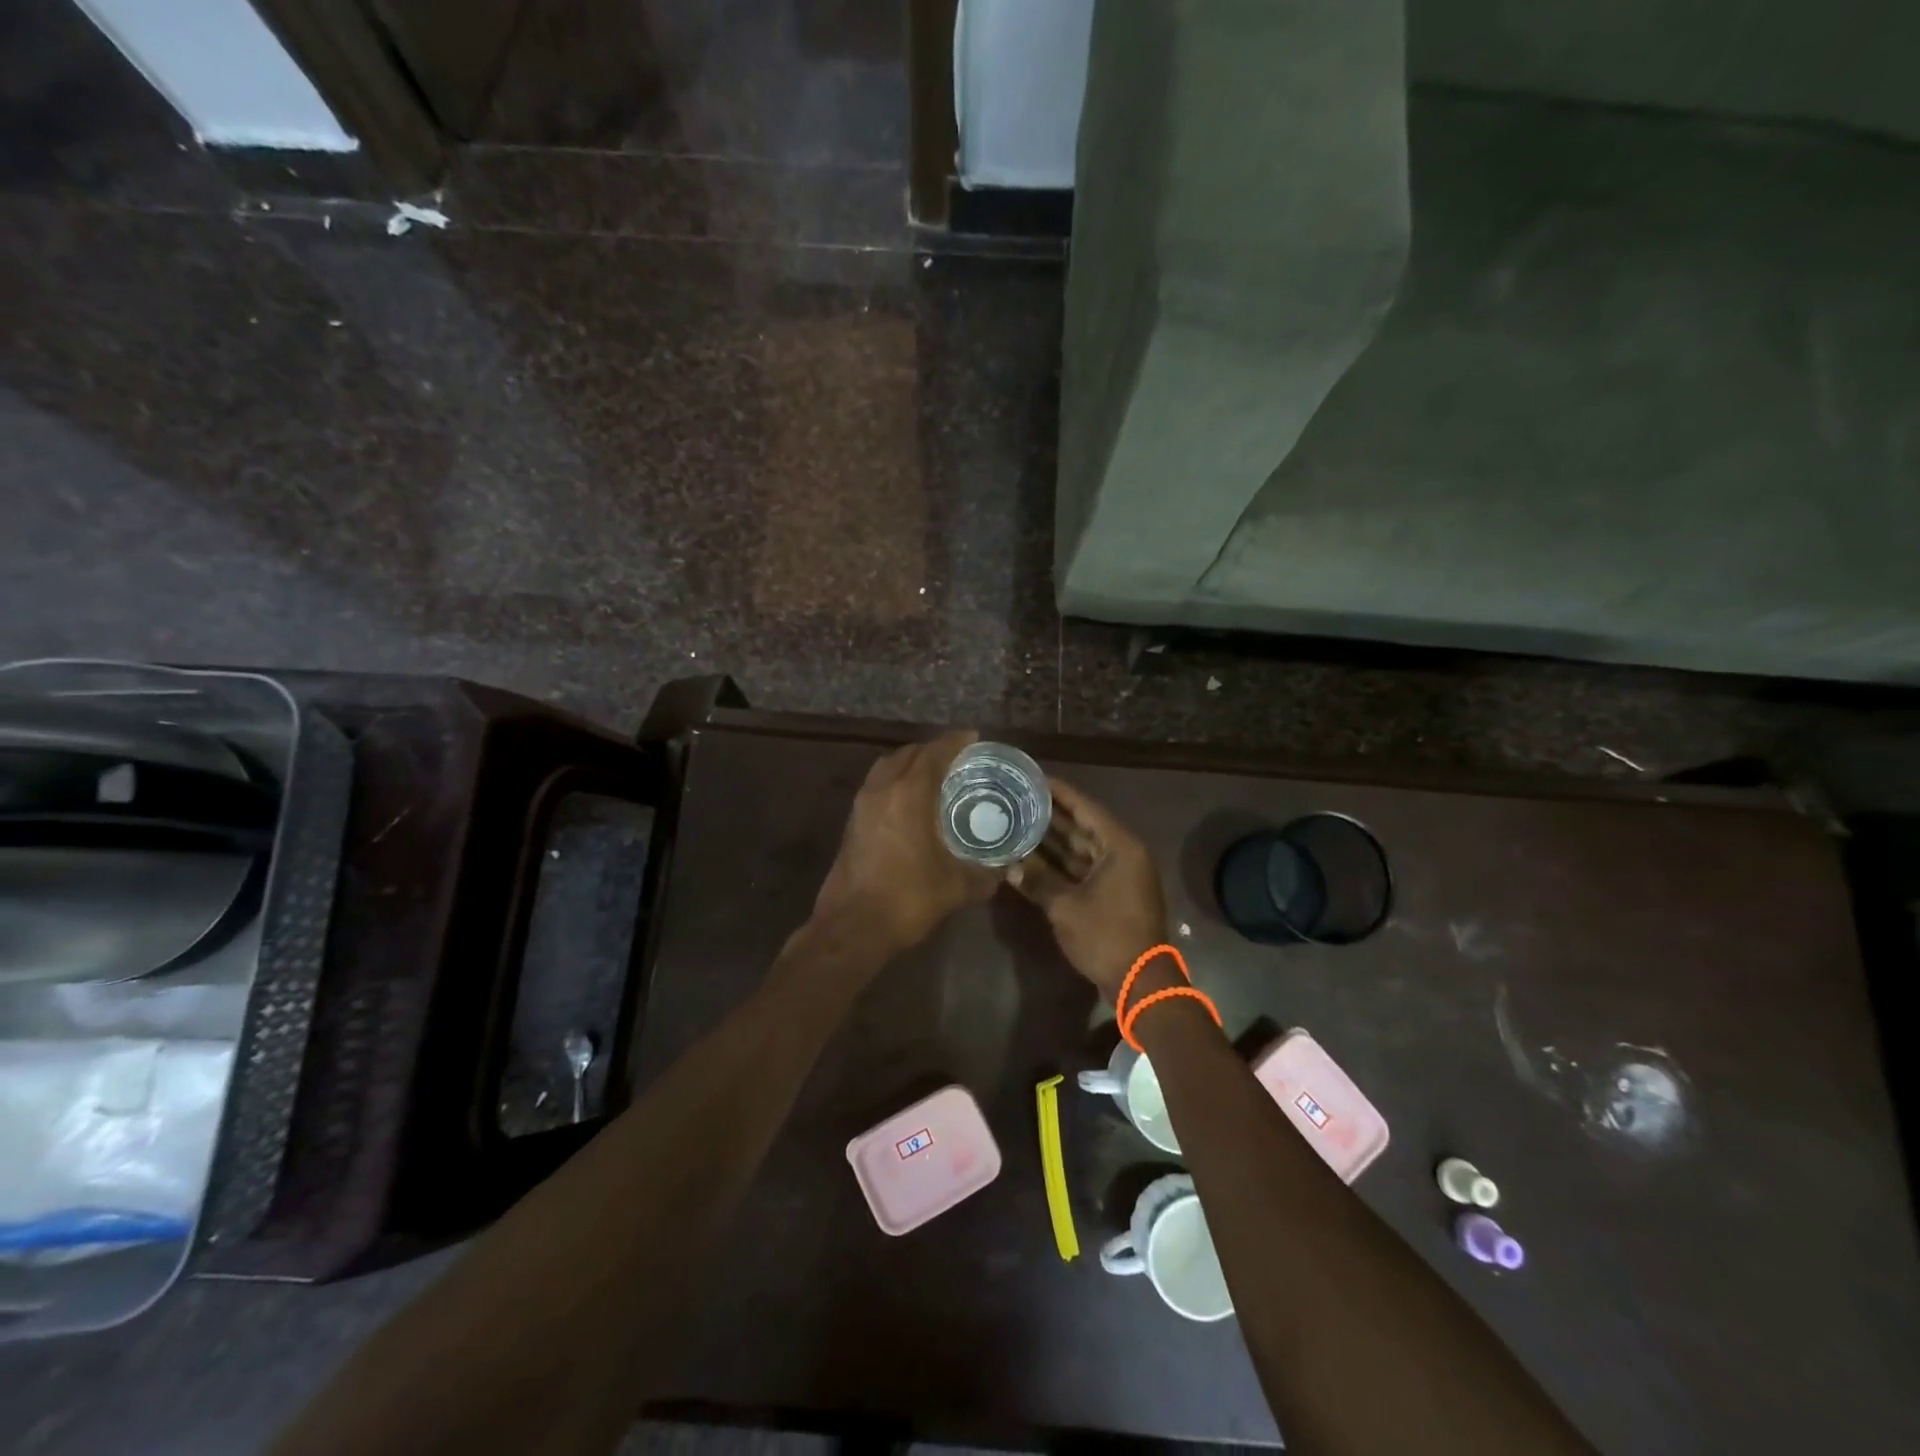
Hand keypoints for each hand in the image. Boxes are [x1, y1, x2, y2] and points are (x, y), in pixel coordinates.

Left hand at [812, 730, 999, 957]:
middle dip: (932, 750)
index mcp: (908, 795)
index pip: (933, 754)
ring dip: (910, 764)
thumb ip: (986, 873)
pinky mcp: (852, 823)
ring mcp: (862, 806)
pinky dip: (896, 782)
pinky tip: (912, 802)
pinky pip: (877, 786)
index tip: (973, 737)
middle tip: (958, 758)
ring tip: (935, 775)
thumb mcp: (957, 887)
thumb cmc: (908, 899)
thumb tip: (1006, 869)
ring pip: (887, 768)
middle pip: (907, 754)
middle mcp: (882, 790)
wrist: (852, 927)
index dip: (954, 742)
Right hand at [1007, 776, 1167, 998]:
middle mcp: (1121, 854)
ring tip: (1018, 823)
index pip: (1085, 807)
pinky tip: (1030, 858)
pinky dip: (1059, 865)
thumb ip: (1037, 880)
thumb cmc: (1107, 936)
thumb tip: (1008, 865)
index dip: (1058, 792)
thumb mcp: (1066, 906)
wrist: (1140, 982)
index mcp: (1119, 846)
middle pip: (1081, 826)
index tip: (1033, 777)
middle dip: (1050, 815)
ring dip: (1052, 841)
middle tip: (1018, 799)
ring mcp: (1117, 875)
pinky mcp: (1110, 895)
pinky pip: (1081, 869)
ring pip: (1079, 849)